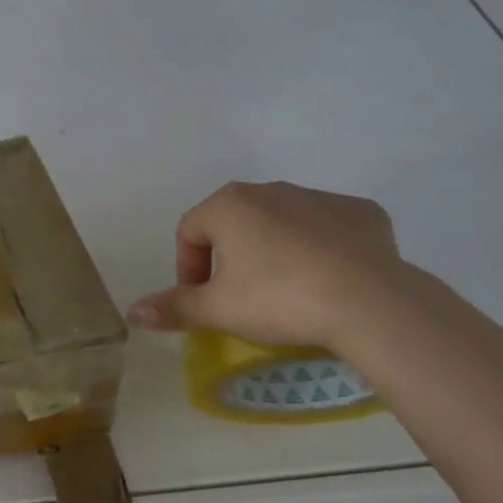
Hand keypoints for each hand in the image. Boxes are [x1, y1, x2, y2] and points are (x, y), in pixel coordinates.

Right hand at [126, 181, 405, 348]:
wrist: (370, 302)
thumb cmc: (278, 299)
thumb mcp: (217, 310)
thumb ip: (173, 307)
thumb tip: (132, 312)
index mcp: (228, 205)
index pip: (189, 232)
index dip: (187, 268)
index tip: (201, 301)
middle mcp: (269, 190)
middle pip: (234, 222)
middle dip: (229, 257)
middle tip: (239, 297)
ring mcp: (318, 196)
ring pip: (281, 222)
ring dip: (273, 250)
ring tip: (286, 290)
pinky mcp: (361, 212)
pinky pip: (328, 227)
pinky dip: (321, 247)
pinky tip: (329, 278)